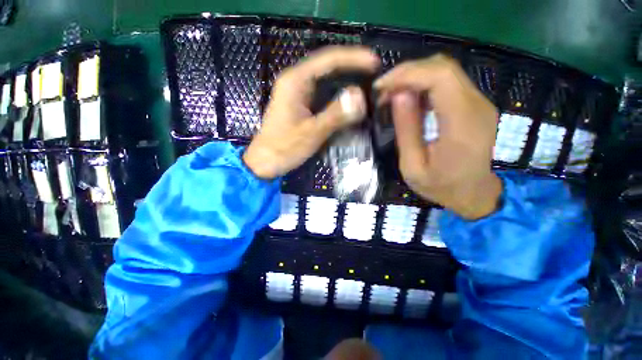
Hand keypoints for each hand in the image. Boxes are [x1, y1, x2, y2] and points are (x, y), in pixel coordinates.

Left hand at [243, 47, 379, 178]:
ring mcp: (297, 94)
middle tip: (375, 75)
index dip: (354, 58)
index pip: (328, 59)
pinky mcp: (300, 105)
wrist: (264, 162)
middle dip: (352, 67)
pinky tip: (349, 101)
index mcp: (295, 81)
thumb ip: (335, 114)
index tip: (375, 62)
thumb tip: (360, 96)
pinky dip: (337, 96)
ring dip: (346, 81)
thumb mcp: (311, 133)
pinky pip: (322, 94)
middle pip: (327, 66)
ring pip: (325, 80)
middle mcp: (295, 81)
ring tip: (367, 85)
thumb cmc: (284, 148)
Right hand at [374, 55, 500, 219]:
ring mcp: (480, 102)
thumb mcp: (412, 166)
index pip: (440, 77)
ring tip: (391, 97)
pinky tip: (408, 100)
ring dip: (414, 78)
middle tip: (382, 93)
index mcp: (462, 124)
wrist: (475, 194)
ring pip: (445, 71)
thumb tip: (398, 95)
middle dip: (407, 73)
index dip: (407, 74)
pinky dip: (424, 84)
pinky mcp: (475, 104)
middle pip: (443, 67)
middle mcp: (477, 105)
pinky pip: (448, 82)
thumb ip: (406, 130)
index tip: (380, 87)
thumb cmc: (441, 186)